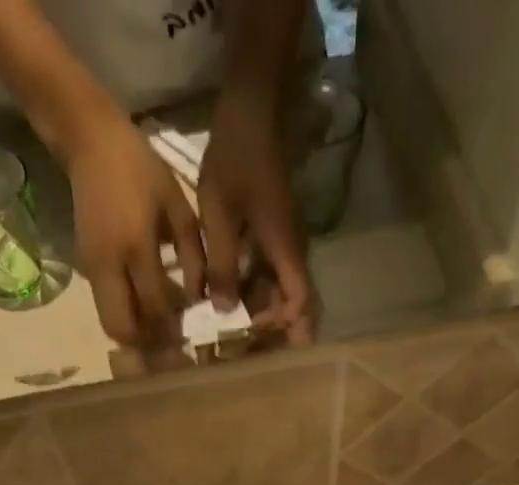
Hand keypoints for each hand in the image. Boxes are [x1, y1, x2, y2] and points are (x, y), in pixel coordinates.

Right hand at [67, 116, 205, 345]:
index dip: (174, 330)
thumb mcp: (178, 206)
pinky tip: (146, 309)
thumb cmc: (140, 169)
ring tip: (160, 331)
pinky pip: (107, 309)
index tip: (192, 339)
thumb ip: (193, 256)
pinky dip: (127, 318)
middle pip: (124, 330)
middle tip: (171, 344)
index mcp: (136, 246)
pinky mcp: (86, 269)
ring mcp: (93, 270)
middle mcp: (110, 266)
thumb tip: (198, 301)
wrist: (88, 141)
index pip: (156, 308)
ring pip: (112, 325)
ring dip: (136, 336)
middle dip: (148, 345)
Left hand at [199, 86, 314, 343]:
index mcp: (286, 250)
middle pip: (293, 302)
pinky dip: (253, 288)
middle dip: (272, 325)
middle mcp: (292, 252)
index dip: (282, 324)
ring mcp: (285, 243)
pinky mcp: (275, 234)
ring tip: (228, 322)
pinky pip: (270, 272)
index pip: (300, 302)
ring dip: (259, 308)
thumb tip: (224, 313)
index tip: (253, 330)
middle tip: (240, 342)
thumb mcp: (219, 216)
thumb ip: (221, 266)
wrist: (251, 109)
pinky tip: (227, 293)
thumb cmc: (235, 159)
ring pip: (280, 290)